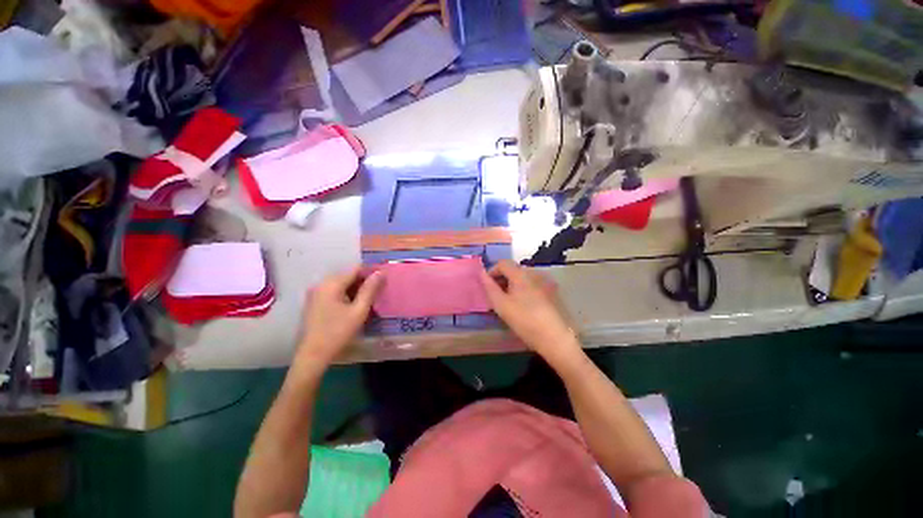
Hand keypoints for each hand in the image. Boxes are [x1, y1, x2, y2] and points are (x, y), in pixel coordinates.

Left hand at [295, 267, 382, 367]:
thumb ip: (370, 290)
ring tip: (368, 300)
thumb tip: (380, 272)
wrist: (313, 355)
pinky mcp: (314, 302)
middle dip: (364, 282)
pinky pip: (334, 292)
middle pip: (348, 276)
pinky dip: (346, 295)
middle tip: (377, 293)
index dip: (371, 272)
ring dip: (355, 289)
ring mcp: (316, 293)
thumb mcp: (359, 311)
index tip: (383, 281)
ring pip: (341, 284)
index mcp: (332, 283)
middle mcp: (321, 284)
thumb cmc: (338, 332)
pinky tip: (353, 306)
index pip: (356, 269)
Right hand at [480, 260, 582, 366]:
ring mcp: (546, 281)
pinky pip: (534, 285)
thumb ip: (489, 287)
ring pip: (524, 278)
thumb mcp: (501, 305)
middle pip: (514, 269)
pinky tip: (526, 306)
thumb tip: (481, 273)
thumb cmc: (525, 321)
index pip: (502, 263)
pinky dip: (525, 290)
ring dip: (514, 285)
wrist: (556, 338)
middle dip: (502, 279)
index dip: (492, 272)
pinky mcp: (554, 292)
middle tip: (497, 297)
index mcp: (521, 274)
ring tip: (510, 302)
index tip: (488, 287)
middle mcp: (535, 272)